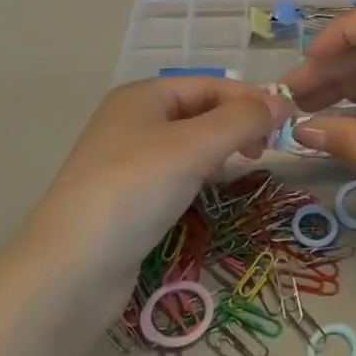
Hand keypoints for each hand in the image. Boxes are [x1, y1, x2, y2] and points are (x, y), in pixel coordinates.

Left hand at [22, 76, 291, 292]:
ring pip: (189, 143)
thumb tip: (282, 104)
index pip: (210, 84)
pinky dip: (199, 174)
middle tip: (266, 150)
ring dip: (221, 149)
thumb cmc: (134, 190)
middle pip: (200, 110)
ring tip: (244, 166)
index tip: (287, 121)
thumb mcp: (194, 146)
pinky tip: (210, 190)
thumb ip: (242, 119)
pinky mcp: (126, 198)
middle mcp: (132, 120)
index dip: (250, 98)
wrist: (69, 272)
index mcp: (143, 95)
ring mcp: (126, 161)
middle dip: (236, 124)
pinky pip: (174, 173)